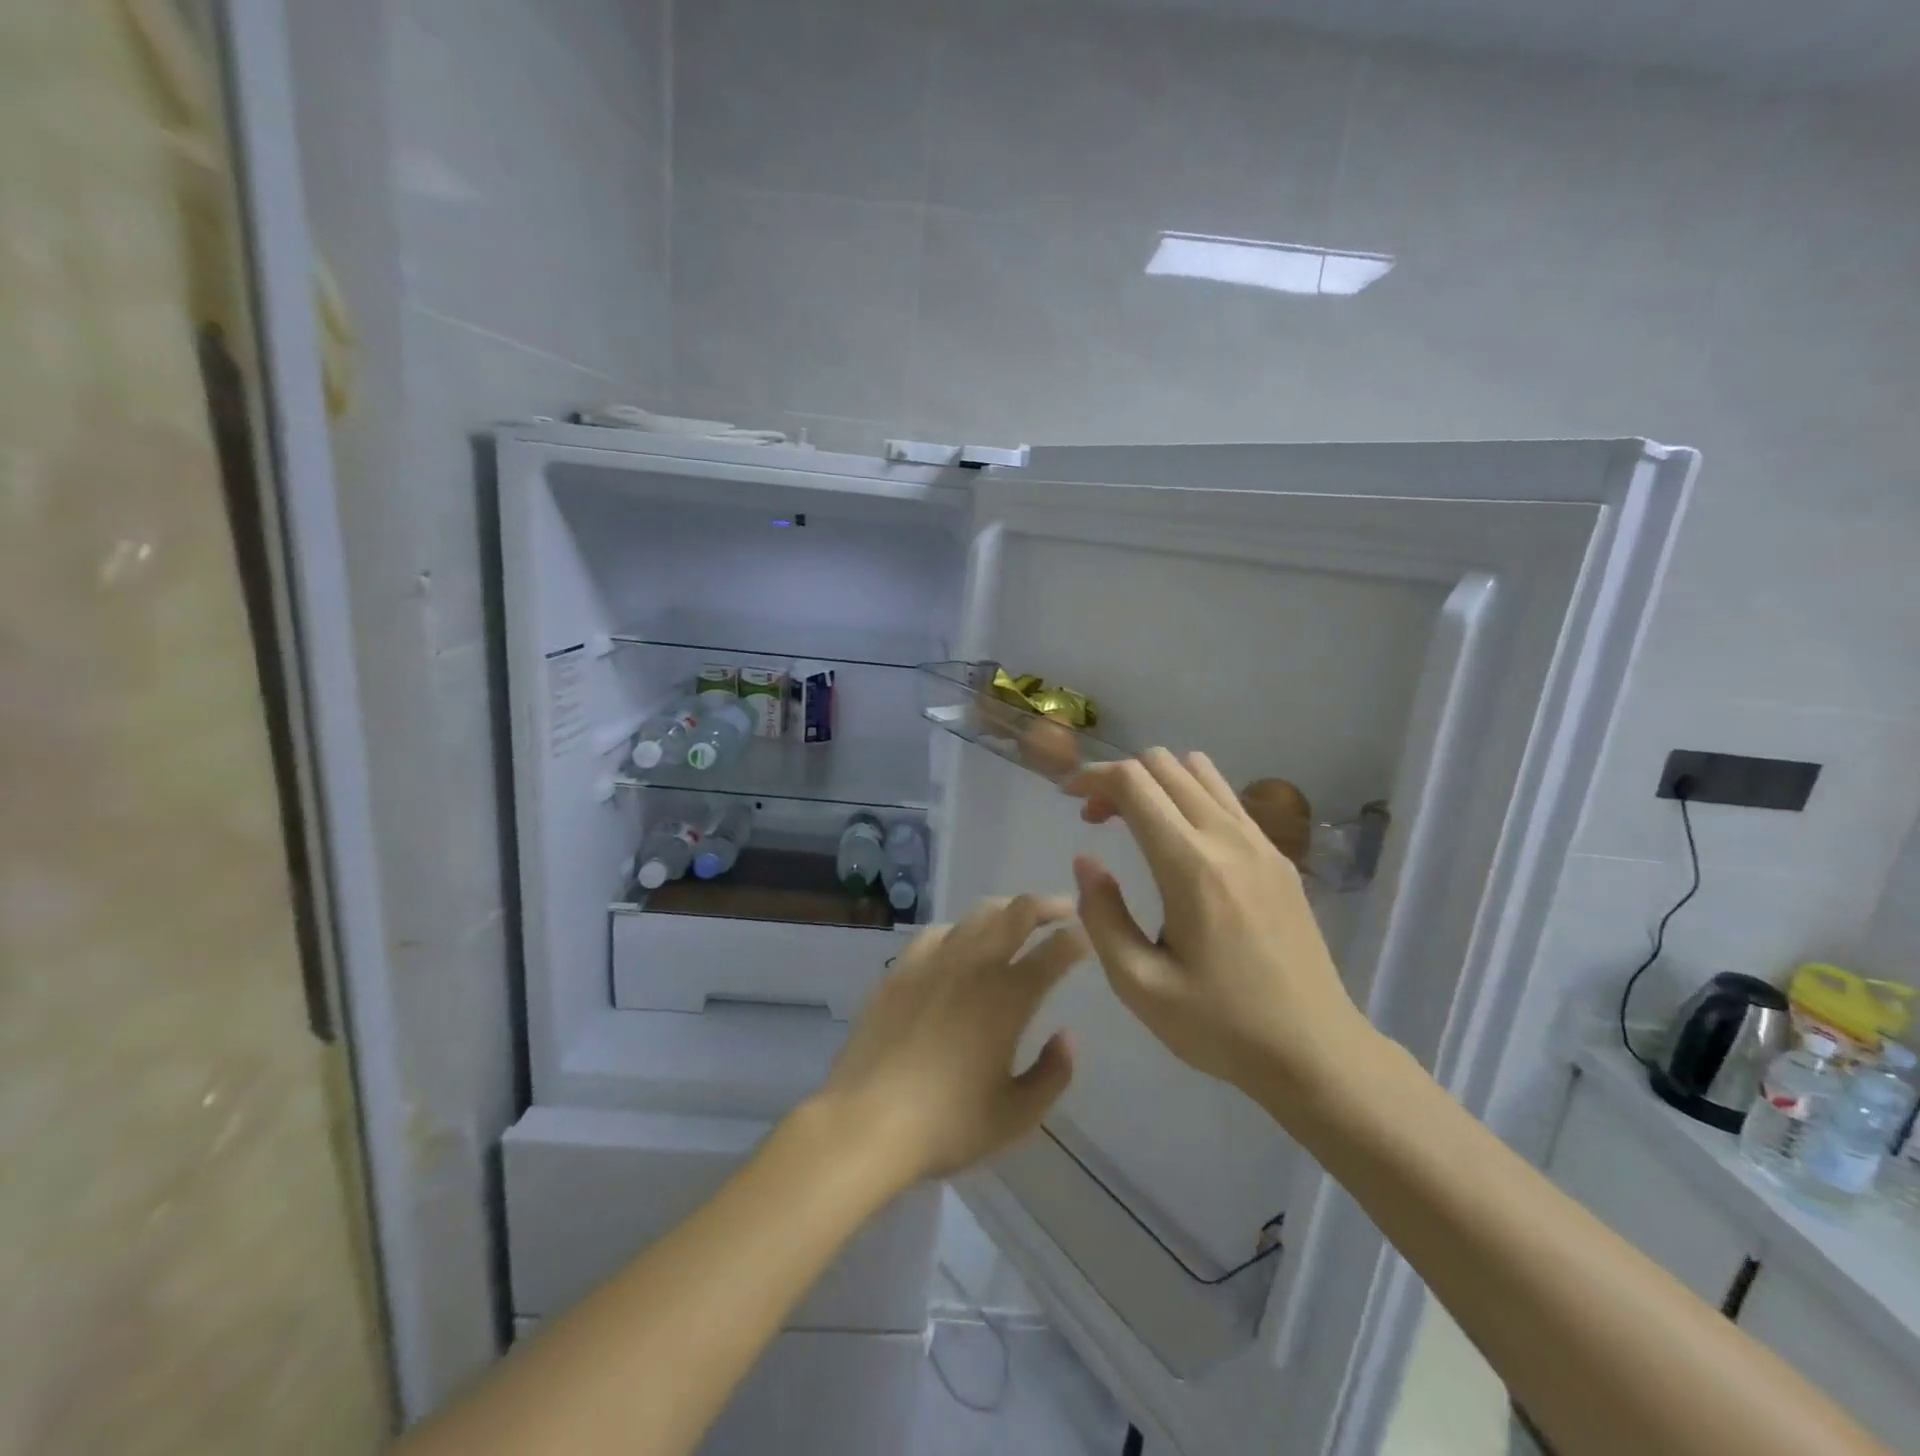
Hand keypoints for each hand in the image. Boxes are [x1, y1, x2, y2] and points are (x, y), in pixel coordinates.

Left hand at [816, 895, 1086, 1188]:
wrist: (866, 1121)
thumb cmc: (947, 1124)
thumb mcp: (1016, 1115)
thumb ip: (1053, 1073)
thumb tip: (1067, 1036)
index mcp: (1009, 997)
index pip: (1053, 952)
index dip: (1075, 940)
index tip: (1086, 937)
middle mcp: (974, 966)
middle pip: (1016, 914)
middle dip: (1046, 905)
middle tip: (1063, 908)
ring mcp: (932, 962)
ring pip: (976, 915)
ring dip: (1005, 909)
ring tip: (1016, 916)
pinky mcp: (900, 970)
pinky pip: (936, 933)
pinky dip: (959, 928)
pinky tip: (960, 939)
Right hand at [1066, 750, 1377, 1102]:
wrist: (1316, 1051)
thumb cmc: (1220, 1026)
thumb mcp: (1139, 985)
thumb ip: (1102, 916)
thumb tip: (1086, 860)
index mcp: (1191, 867)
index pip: (1134, 783)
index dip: (1092, 777)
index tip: (1067, 797)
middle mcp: (1228, 838)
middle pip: (1165, 764)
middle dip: (1119, 778)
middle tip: (1096, 819)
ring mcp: (1261, 843)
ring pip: (1200, 771)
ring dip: (1157, 782)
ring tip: (1136, 823)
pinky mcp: (1279, 857)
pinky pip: (1227, 798)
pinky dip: (1190, 796)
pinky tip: (1180, 842)